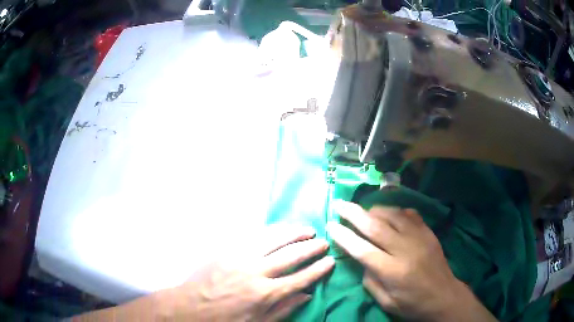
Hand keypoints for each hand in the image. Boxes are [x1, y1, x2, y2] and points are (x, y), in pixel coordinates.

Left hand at [155, 225, 334, 320]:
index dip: (318, 269)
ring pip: (273, 239)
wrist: (189, 307)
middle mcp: (256, 272)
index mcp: (265, 294)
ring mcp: (239, 257)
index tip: (330, 261)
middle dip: (310, 248)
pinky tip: (279, 229)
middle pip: (290, 256)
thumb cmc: (225, 320)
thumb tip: (307, 295)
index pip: (300, 278)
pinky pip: (252, 236)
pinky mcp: (226, 250)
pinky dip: (270, 231)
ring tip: (307, 230)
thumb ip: (284, 309)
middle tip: (324, 242)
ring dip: (293, 233)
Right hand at [327, 201, 495, 321]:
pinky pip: (410, 214)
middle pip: (375, 226)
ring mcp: (419, 238)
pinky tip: (388, 213)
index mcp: (393, 272)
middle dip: (353, 213)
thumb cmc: (413, 304)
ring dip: (373, 209)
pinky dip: (395, 210)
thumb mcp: (386, 302)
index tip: (331, 225)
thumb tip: (362, 260)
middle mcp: (405, 250)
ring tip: (361, 209)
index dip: (344, 236)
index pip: (362, 249)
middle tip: (339, 204)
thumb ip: (370, 281)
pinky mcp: (428, 232)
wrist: (444, 296)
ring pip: (393, 215)